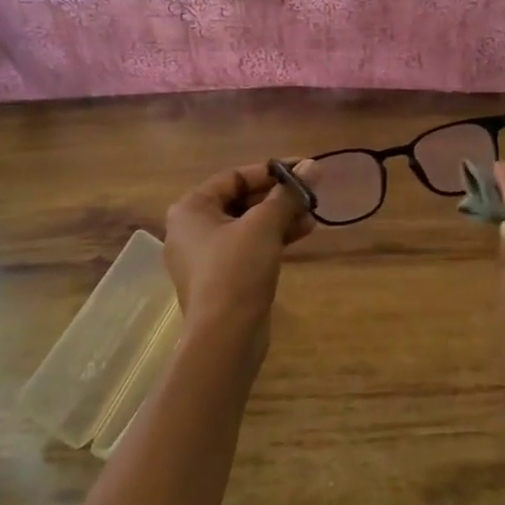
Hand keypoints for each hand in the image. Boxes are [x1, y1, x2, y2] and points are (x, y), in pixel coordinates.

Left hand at [163, 161, 315, 342]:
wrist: (224, 338)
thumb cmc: (236, 269)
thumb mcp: (264, 225)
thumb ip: (288, 194)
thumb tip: (313, 166)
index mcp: (191, 208)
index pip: (235, 176)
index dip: (271, 171)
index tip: (304, 169)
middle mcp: (191, 229)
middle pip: (241, 200)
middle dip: (278, 197)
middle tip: (310, 195)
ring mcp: (204, 256)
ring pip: (247, 225)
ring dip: (279, 218)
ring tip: (312, 217)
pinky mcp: (220, 279)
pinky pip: (247, 247)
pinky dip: (271, 239)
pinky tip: (301, 235)